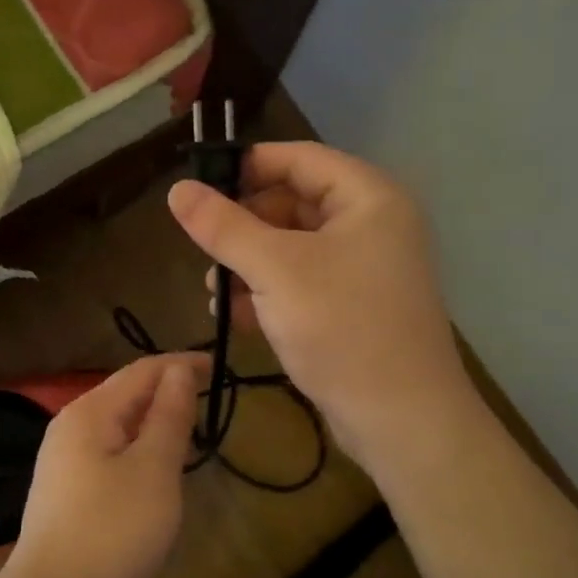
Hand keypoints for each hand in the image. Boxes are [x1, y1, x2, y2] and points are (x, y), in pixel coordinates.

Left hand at [7, 354, 202, 577]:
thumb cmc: (113, 529)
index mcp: (90, 412)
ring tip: (187, 432)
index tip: (219, 367)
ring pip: (117, 425)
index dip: (182, 364)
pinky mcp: (63, 489)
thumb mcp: (154, 469)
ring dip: (153, 422)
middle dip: (167, 392)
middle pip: (125, 394)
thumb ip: (169, 416)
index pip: (142, 371)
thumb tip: (179, 370)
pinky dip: (136, 448)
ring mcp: (61, 458)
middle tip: (208, 402)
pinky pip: (107, 451)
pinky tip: (152, 469)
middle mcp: (70, 425)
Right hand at [167, 142, 474, 474]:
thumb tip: (177, 189)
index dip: (247, 165)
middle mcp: (371, 225)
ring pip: (292, 247)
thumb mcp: (274, 270)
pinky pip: (301, 282)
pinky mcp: (352, 307)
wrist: (400, 419)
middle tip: (203, 246)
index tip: (199, 185)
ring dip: (248, 263)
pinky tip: (233, 315)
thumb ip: (223, 226)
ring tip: (213, 289)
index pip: (299, 158)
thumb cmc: (342, 326)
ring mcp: (364, 269)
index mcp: (368, 198)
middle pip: (293, 202)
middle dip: (243, 225)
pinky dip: (267, 292)